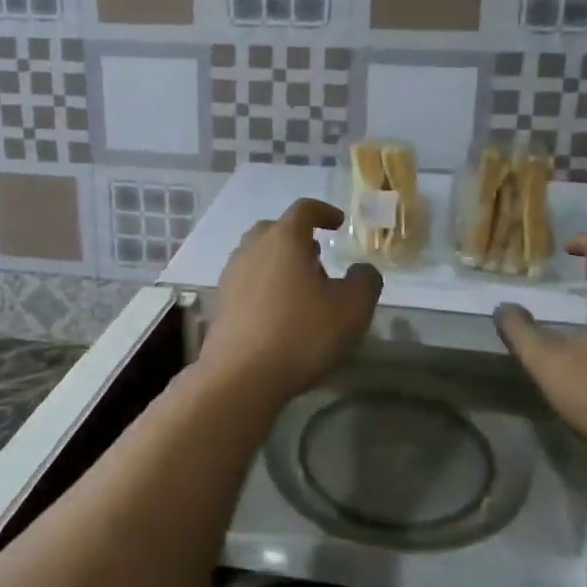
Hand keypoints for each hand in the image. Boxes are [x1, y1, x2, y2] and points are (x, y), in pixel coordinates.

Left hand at [201, 199, 382, 402]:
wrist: (240, 376)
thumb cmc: (301, 334)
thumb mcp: (351, 310)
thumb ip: (365, 282)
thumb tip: (362, 270)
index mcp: (284, 239)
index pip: (304, 209)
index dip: (323, 212)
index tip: (338, 224)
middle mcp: (252, 248)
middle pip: (275, 229)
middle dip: (298, 238)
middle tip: (318, 258)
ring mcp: (231, 274)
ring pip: (258, 254)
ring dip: (280, 262)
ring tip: (301, 288)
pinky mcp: (221, 302)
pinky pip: (247, 280)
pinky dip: (264, 285)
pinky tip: (278, 312)